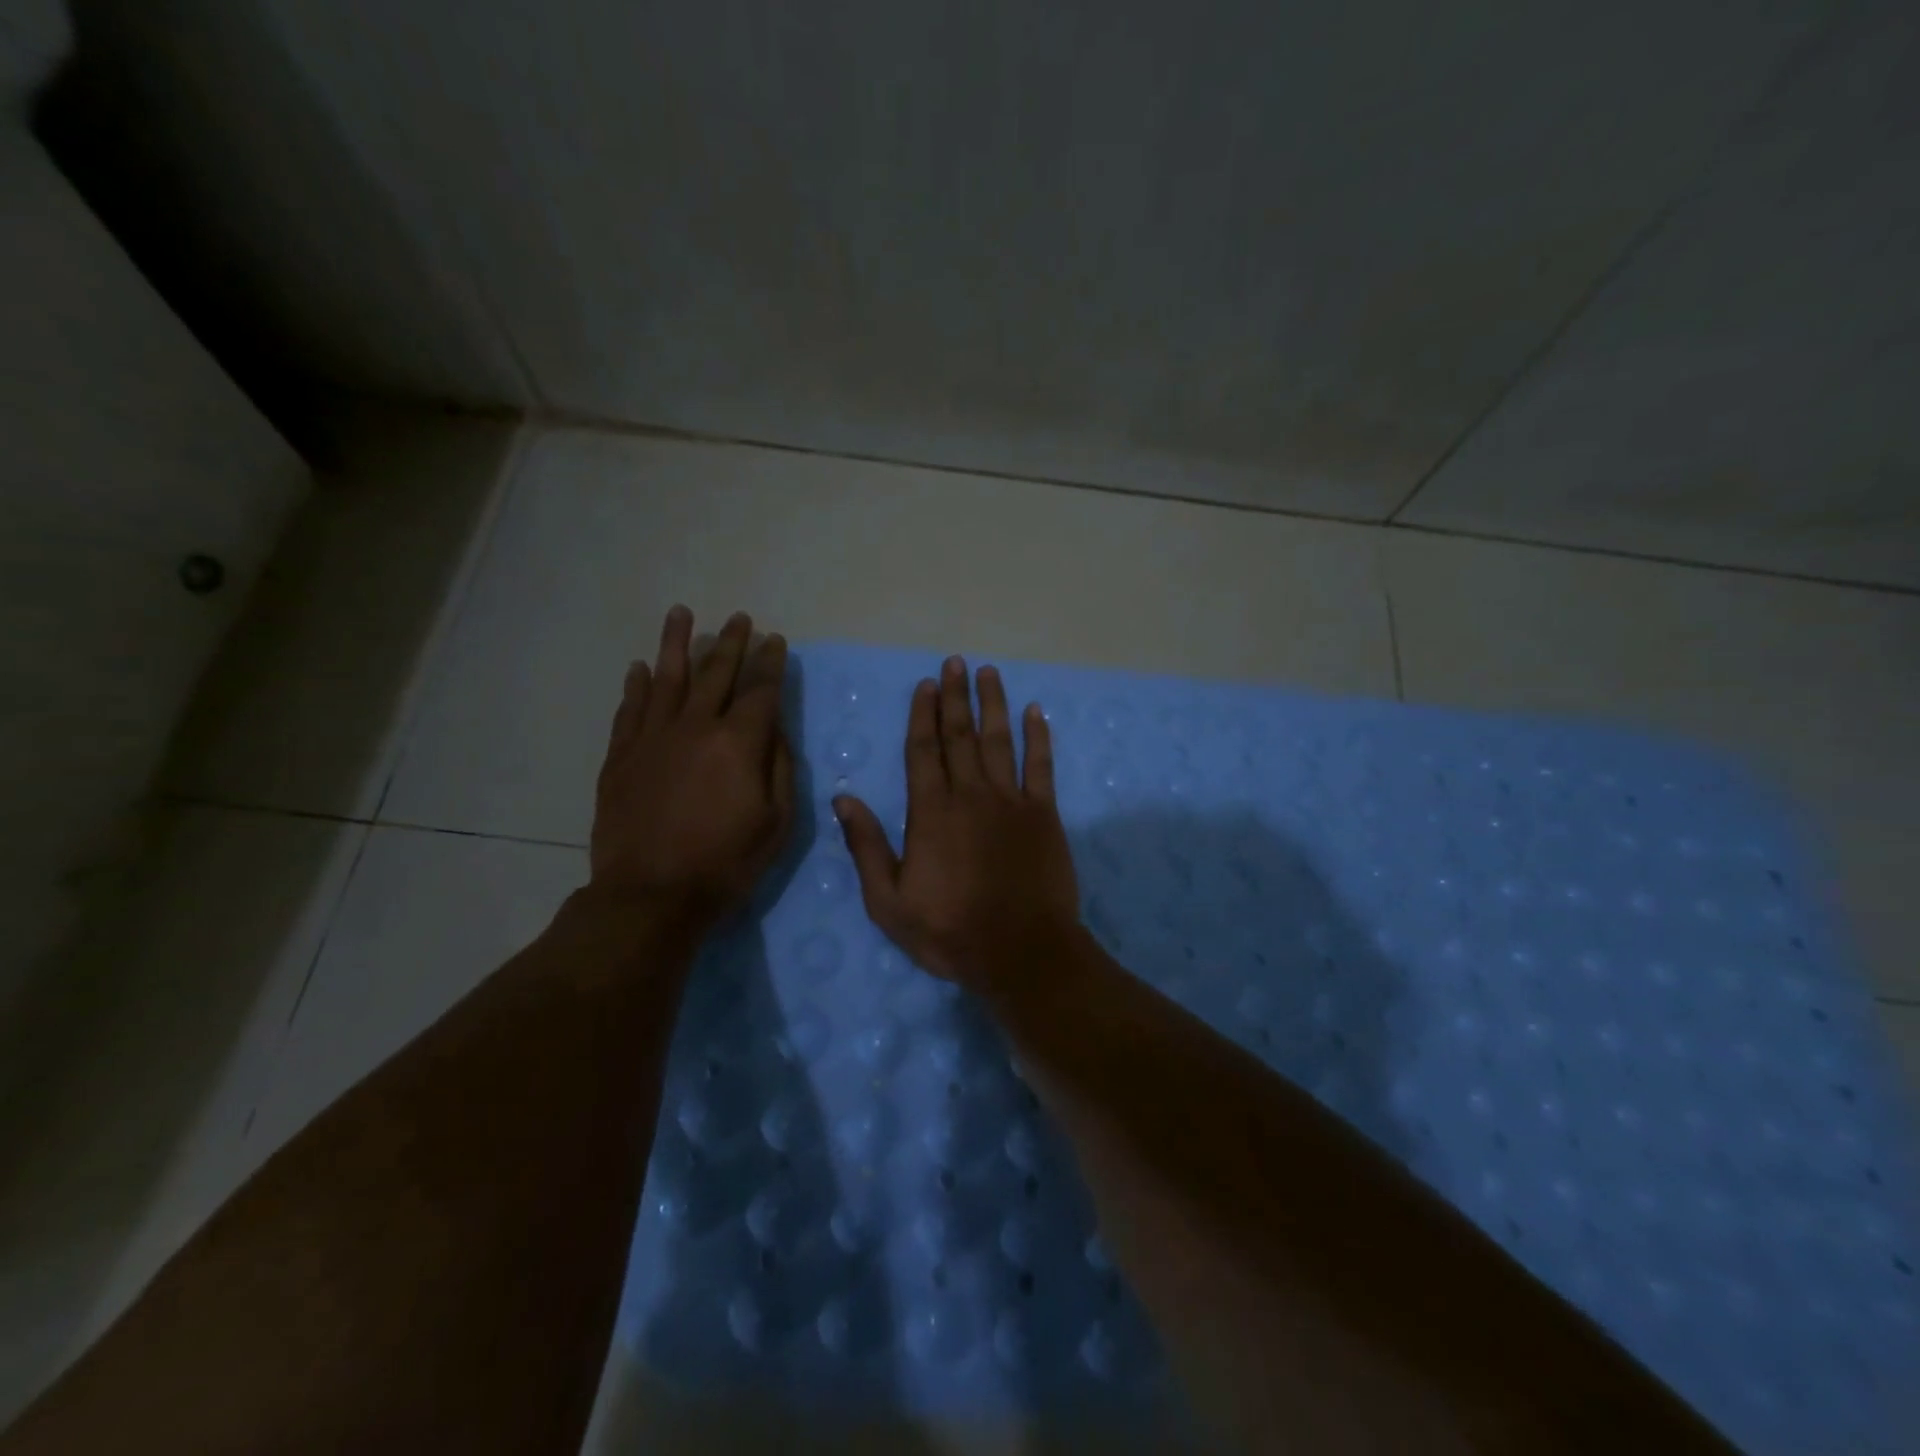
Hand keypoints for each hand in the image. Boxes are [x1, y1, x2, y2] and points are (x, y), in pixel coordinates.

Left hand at [588, 606, 793, 933]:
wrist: (650, 895)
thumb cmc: (726, 863)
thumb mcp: (777, 822)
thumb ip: (779, 768)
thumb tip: (774, 730)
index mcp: (738, 743)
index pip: (760, 690)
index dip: (770, 663)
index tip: (775, 640)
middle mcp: (695, 727)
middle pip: (716, 673)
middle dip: (732, 643)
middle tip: (740, 619)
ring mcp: (653, 738)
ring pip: (666, 678)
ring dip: (676, 644)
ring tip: (681, 614)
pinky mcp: (621, 756)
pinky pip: (630, 709)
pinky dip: (636, 686)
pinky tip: (639, 668)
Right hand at [834, 656, 1081, 992]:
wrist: (1021, 952)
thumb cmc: (949, 931)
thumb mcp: (889, 902)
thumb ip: (867, 847)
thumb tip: (843, 799)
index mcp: (931, 812)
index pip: (923, 750)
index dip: (923, 714)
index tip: (925, 684)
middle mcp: (970, 795)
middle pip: (960, 735)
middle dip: (955, 696)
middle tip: (954, 663)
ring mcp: (1011, 801)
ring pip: (999, 740)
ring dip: (993, 704)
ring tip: (988, 672)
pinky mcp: (1044, 814)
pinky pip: (1041, 765)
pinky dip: (1039, 736)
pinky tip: (1036, 711)